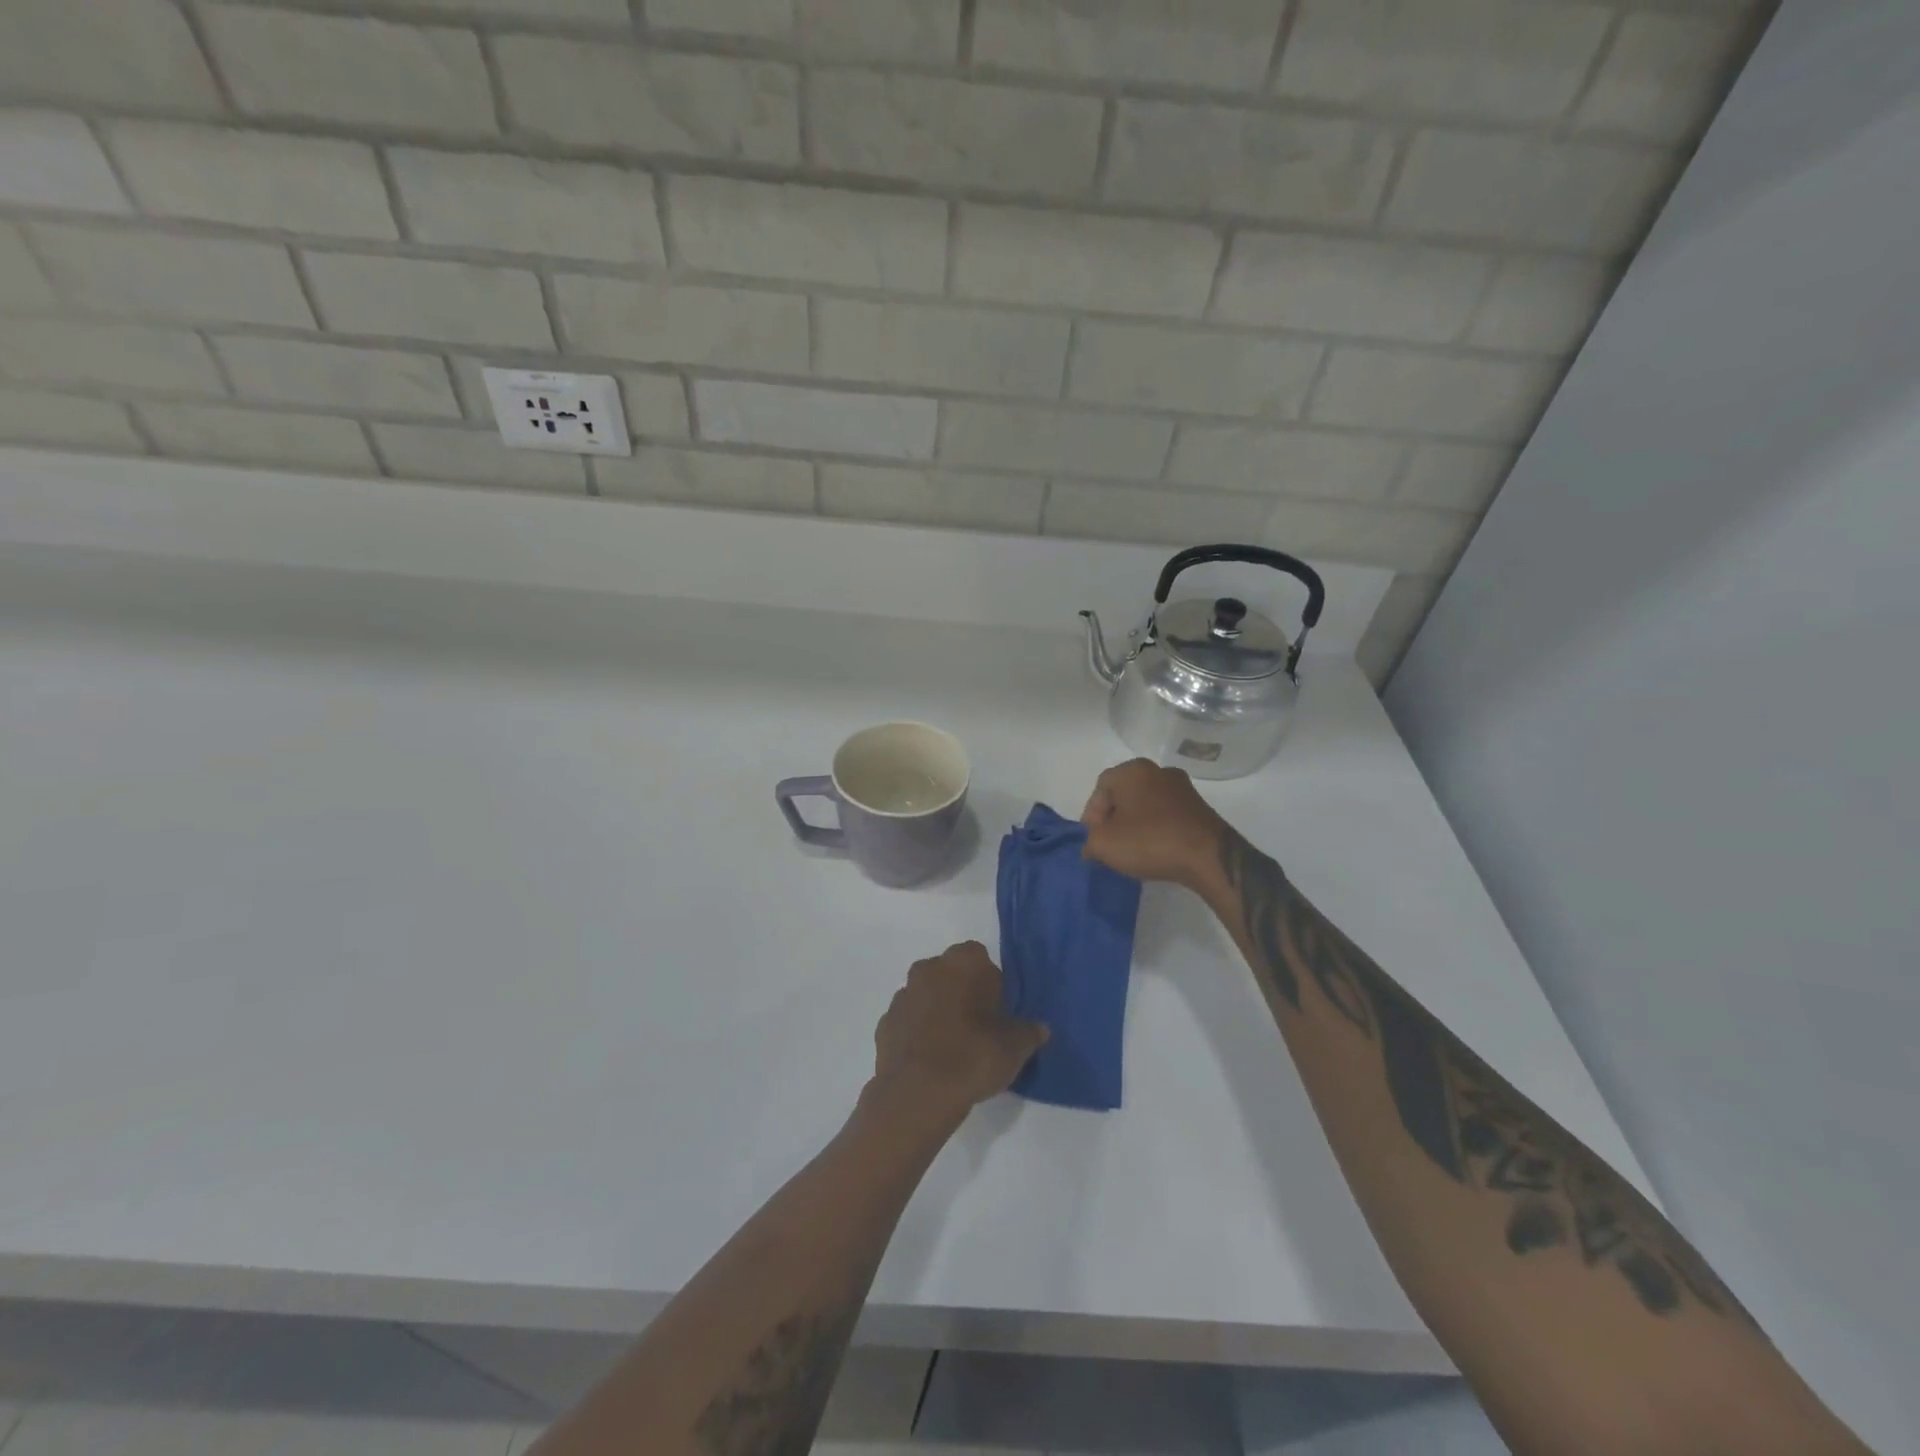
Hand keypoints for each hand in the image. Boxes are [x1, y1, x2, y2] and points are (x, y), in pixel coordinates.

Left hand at [871, 942, 1047, 1125]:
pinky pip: (909, 1021)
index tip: (998, 1011)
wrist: (918, 1094)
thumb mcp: (1015, 1047)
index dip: (991, 983)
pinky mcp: (885, 1023)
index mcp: (963, 962)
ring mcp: (903, 995)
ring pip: (927, 995)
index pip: (981, 958)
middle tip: (979, 1027)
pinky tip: (931, 1060)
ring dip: (938, 1011)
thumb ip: (1029, 1032)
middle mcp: (928, 968)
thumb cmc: (973, 1057)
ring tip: (954, 1048)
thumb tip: (1039, 1028)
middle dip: (962, 992)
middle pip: (951, 973)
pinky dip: (918, 1033)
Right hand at [1081, 758, 1228, 889]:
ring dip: (1135, 825)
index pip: (1100, 789)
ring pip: (1146, 805)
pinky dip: (1156, 830)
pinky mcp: (1199, 807)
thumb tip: (1092, 845)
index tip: (1093, 841)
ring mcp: (1182, 788)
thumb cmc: (1150, 841)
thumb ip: (1089, 841)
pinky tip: (1155, 850)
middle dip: (1113, 819)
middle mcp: (1158, 771)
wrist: (1208, 856)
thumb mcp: (1104, 845)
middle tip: (1108, 845)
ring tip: (1131, 851)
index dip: (1091, 816)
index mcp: (1132, 770)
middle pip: (1124, 795)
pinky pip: (1166, 816)